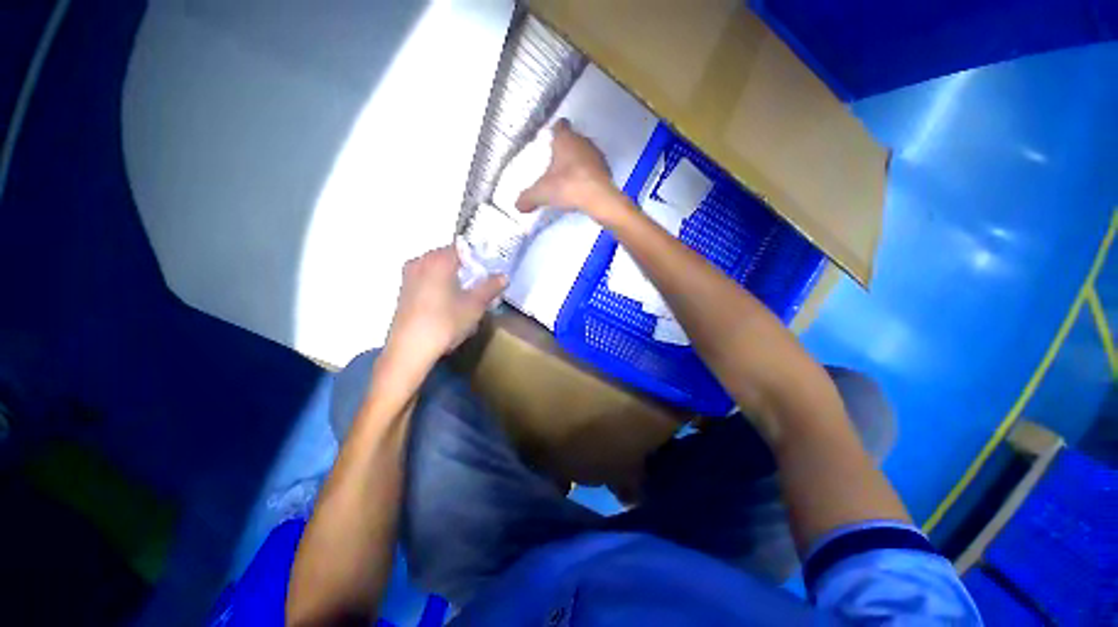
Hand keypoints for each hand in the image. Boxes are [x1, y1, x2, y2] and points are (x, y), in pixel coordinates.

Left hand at [386, 246, 506, 362]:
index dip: (478, 259)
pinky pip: (427, 281)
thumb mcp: (475, 305)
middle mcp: (420, 262)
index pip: (462, 248)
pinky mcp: (403, 292)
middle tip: (480, 288)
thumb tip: (503, 276)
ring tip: (466, 300)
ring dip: (454, 280)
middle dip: (466, 270)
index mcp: (438, 260)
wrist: (410, 350)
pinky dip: (440, 288)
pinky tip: (448, 307)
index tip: (487, 273)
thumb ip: (491, 287)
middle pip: (449, 259)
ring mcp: (409, 277)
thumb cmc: (445, 322)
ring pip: (438, 271)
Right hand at [516, 119, 620, 221]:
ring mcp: (597, 156)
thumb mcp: (541, 193)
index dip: (555, 131)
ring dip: (579, 163)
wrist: (598, 199)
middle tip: (556, 164)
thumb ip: (527, 198)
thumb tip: (518, 205)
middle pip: (574, 140)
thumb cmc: (567, 186)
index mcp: (565, 139)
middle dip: (566, 150)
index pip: (560, 126)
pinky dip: (588, 176)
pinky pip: (594, 170)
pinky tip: (582, 188)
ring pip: (585, 154)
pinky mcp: (607, 171)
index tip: (550, 140)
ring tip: (569, 178)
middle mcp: (583, 142)